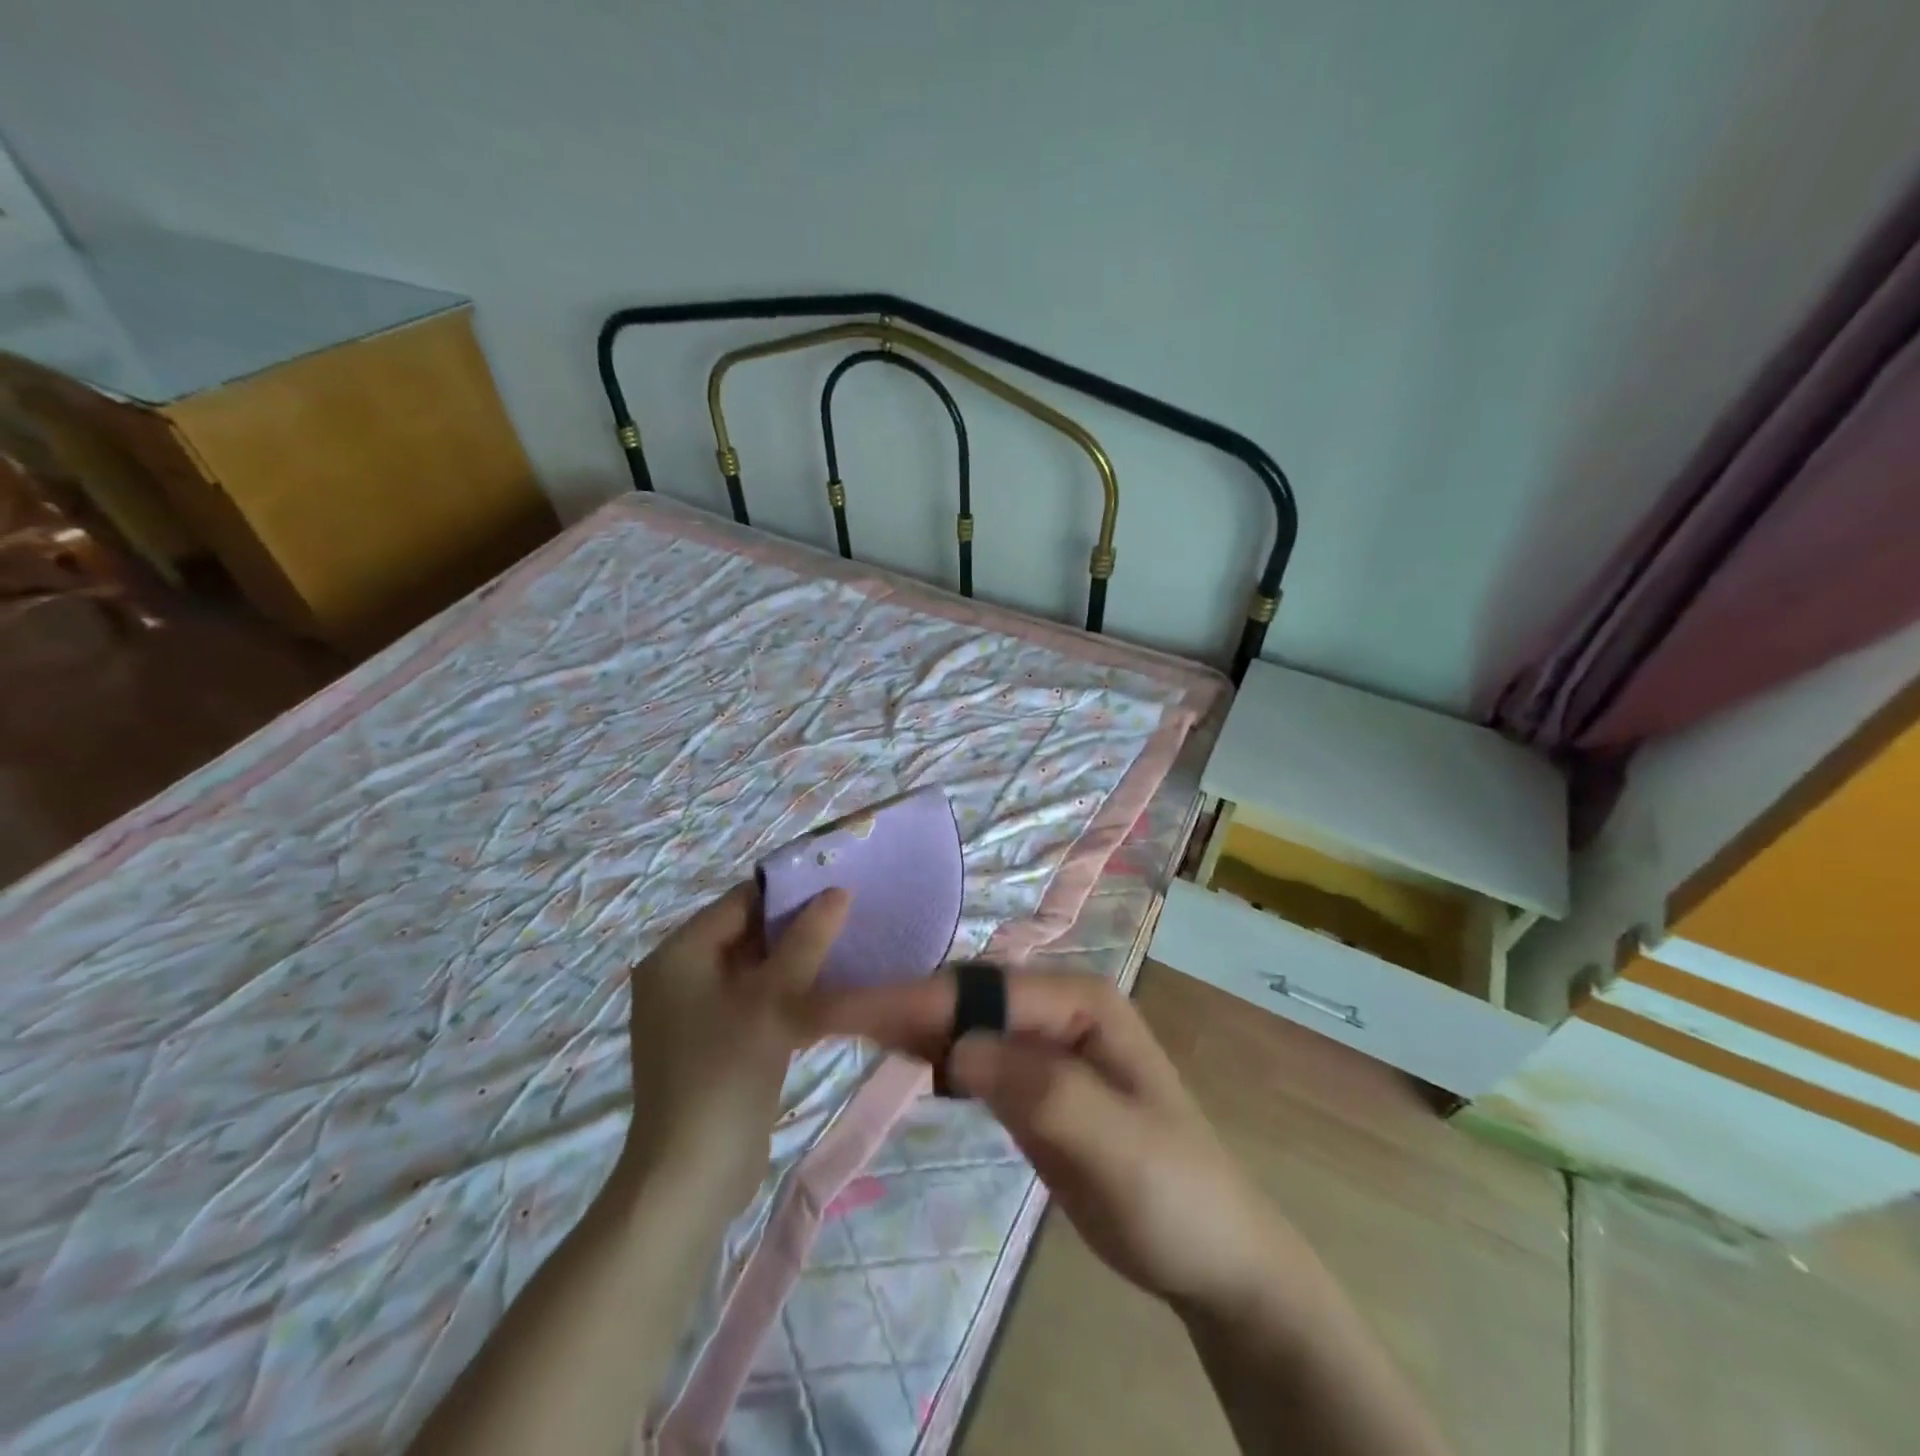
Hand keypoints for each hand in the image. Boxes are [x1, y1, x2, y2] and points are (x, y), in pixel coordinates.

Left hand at [625, 882, 849, 1209]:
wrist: (692, 1175)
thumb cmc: (726, 1070)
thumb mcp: (773, 1000)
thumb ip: (807, 942)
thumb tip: (838, 893)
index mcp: (679, 955)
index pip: (739, 902)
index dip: (788, 892)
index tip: (837, 887)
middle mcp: (681, 977)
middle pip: (746, 935)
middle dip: (797, 928)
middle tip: (850, 918)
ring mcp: (695, 1014)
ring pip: (755, 971)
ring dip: (797, 964)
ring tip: (847, 951)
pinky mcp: (714, 1045)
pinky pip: (754, 1003)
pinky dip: (787, 996)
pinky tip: (829, 996)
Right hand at [803, 971, 1288, 1313]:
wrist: (1213, 1255)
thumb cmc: (1176, 1194)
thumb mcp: (1119, 1147)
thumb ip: (1045, 1090)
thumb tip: (960, 1049)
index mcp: (1079, 1001)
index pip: (979, 991)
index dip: (908, 999)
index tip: (838, 1011)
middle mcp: (1057, 1008)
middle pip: (963, 997)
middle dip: (896, 1004)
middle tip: (821, 1018)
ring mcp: (1043, 1044)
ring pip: (961, 1022)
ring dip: (906, 1026)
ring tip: (840, 1031)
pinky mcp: (1031, 1082)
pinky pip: (971, 1057)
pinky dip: (930, 1054)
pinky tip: (898, 1061)